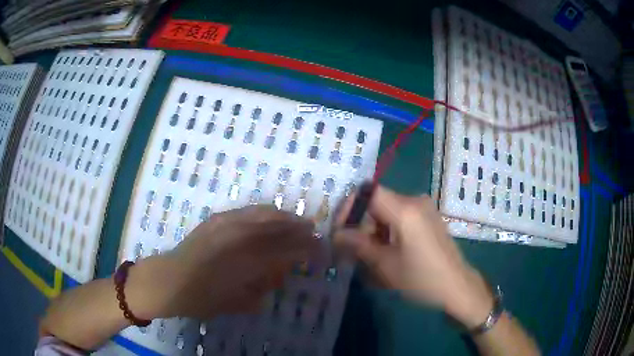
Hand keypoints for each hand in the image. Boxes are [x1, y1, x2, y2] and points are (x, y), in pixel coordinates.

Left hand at [128, 205, 318, 319]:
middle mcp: (238, 239)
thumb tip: (276, 275)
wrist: (168, 281)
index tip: (320, 249)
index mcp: (245, 263)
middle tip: (315, 231)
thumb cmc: (201, 300)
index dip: (305, 249)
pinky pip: (246, 211)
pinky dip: (264, 212)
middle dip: (299, 229)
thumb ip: (260, 290)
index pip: (284, 251)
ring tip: (298, 220)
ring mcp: (225, 225)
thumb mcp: (236, 303)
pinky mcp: (216, 220)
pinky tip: (271, 214)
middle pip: (277, 229)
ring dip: (284, 217)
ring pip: (263, 214)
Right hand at [334, 186, 492, 326]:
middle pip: (378, 201)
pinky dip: (389, 229)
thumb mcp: (386, 265)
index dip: (349, 207)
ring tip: (369, 253)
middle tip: (352, 247)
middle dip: (361, 222)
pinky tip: (387, 250)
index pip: (368, 193)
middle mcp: (415, 201)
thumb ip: (359, 245)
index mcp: (405, 209)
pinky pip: (402, 215)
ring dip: (374, 228)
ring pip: (388, 210)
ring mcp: (425, 208)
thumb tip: (336, 234)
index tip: (341, 230)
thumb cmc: (422, 278)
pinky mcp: (429, 217)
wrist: (457, 286)